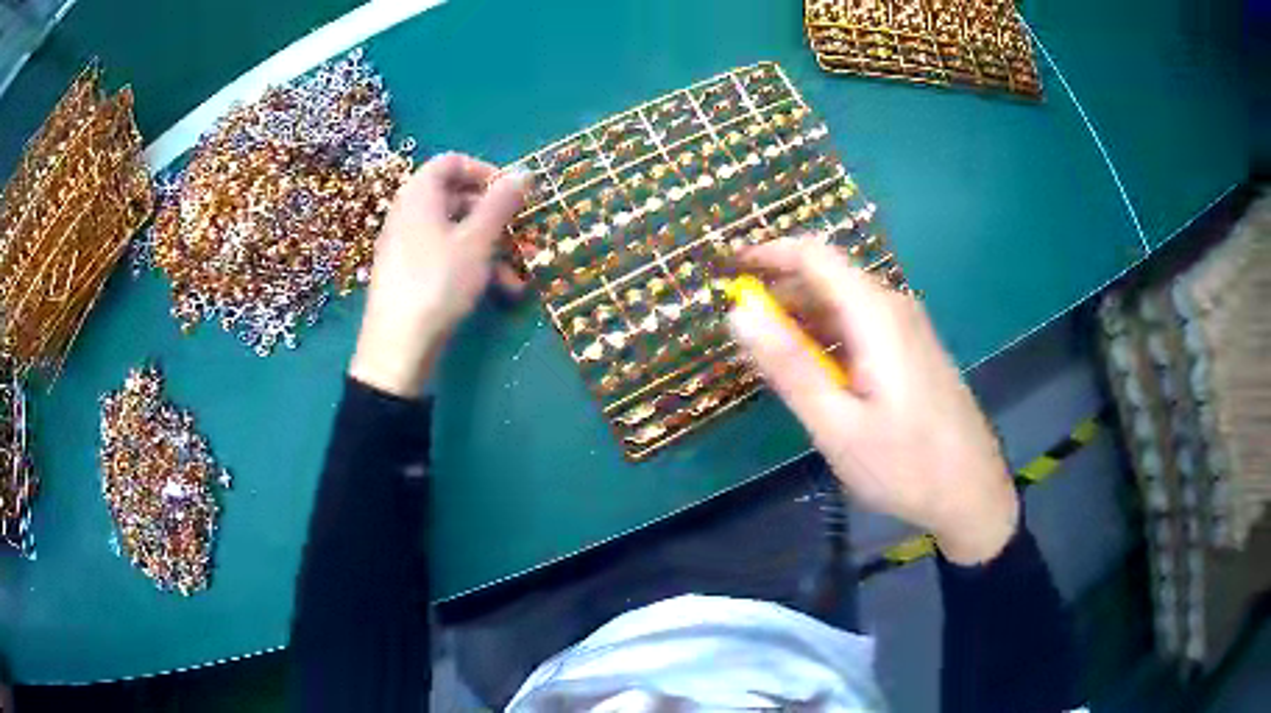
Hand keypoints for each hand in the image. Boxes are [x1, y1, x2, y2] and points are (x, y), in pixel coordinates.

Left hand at [350, 153, 529, 397]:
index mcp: (419, 195)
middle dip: (494, 216)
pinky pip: (443, 256)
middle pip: (455, 197)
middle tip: (521, 233)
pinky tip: (498, 292)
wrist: (397, 348)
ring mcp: (406, 245)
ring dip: (490, 249)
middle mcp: (408, 214)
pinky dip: (471, 266)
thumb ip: (501, 204)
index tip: (511, 193)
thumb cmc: (438, 282)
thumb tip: (523, 173)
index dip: (484, 170)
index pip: (451, 162)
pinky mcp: (409, 274)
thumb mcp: (477, 241)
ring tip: (517, 277)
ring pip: (455, 232)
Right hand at [727, 239, 1017, 564]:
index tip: (725, 273)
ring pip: (842, 304)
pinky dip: (828, 339)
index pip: (812, 254)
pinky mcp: (911, 349)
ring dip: (802, 321)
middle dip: (779, 295)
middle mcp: (893, 307)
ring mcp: (907, 327)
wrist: (972, 492)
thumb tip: (738, 312)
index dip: (765, 254)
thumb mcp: (837, 424)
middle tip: (743, 339)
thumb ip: (789, 365)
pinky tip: (817, 378)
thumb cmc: (904, 465)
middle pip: (826, 277)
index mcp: (875, 314)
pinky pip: (860, 326)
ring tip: (772, 363)